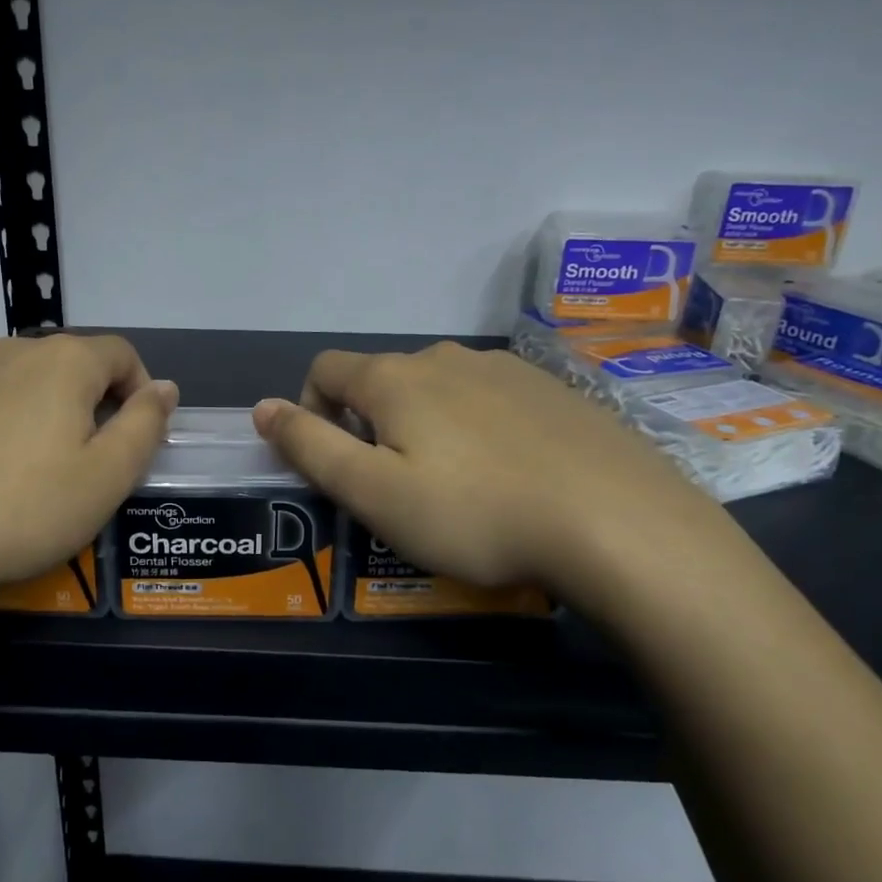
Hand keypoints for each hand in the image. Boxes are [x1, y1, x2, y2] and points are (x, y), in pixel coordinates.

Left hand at [0, 334, 176, 637]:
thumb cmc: (18, 510)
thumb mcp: (106, 479)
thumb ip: (145, 426)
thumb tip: (164, 388)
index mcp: (62, 363)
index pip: (121, 354)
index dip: (140, 391)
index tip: (134, 438)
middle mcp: (6, 353)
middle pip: (66, 366)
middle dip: (87, 405)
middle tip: (83, 465)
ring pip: (14, 385)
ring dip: (34, 416)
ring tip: (24, 477)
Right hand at [252, 342, 739, 619]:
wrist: (619, 523)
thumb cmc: (476, 513)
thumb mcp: (374, 493)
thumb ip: (309, 447)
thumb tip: (262, 407)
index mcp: (395, 378)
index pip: (325, 370)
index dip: (311, 410)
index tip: (336, 463)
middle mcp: (446, 358)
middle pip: (382, 379)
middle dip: (371, 424)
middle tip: (397, 488)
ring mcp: (506, 368)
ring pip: (438, 389)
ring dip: (425, 426)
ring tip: (457, 486)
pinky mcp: (554, 389)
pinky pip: (491, 400)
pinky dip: (478, 428)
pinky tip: (511, 475)